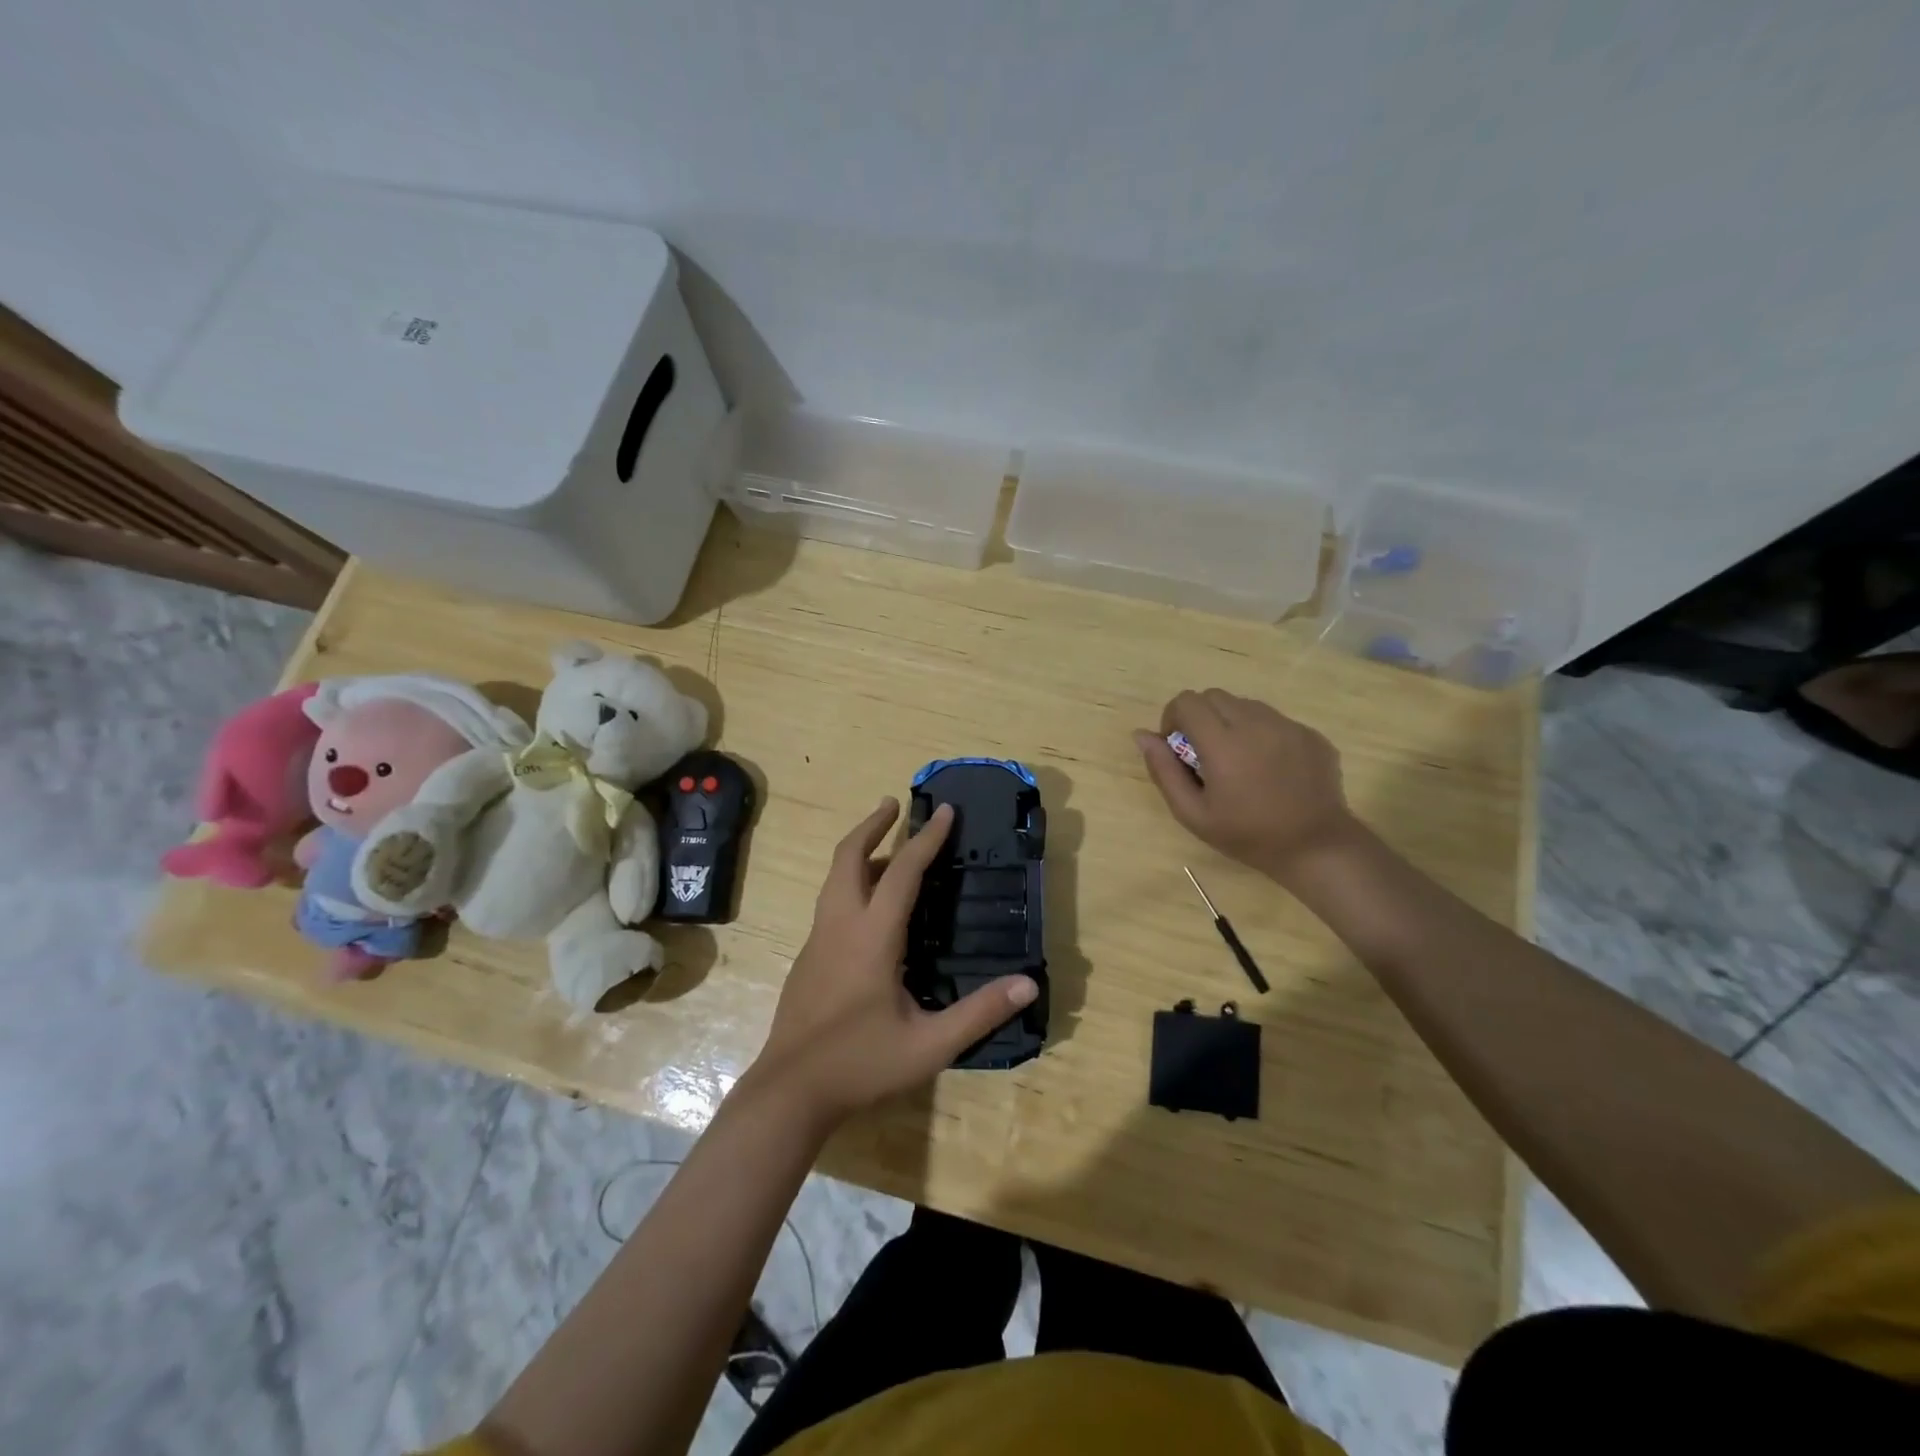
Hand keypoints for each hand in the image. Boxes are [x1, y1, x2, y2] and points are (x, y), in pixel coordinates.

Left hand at [747, 798, 1038, 1128]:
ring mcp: (817, 940)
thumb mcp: (929, 1044)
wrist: (790, 1091)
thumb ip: (980, 1013)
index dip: (926, 839)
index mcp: (872, 936)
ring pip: (834, 878)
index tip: (944, 811)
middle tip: (894, 804)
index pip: (902, 872)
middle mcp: (840, 926)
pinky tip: (868, 905)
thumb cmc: (861, 1064)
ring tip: (885, 845)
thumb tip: (1028, 983)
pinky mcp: (808, 958)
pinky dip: (850, 882)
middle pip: (849, 857)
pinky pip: (831, 902)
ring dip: (859, 851)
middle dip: (872, 825)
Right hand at [1135, 689, 1355, 880]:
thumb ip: (1163, 771)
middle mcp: (1255, 724)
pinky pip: (1275, 720)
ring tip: (1239, 761)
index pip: (1187, 702)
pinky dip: (1262, 734)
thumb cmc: (1247, 835)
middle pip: (1214, 696)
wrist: (1315, 847)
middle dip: (1201, 717)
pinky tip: (1269, 769)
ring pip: (1245, 705)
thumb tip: (1142, 735)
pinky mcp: (1310, 734)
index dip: (1174, 718)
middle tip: (1206, 754)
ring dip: (1231, 723)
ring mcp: (1287, 726)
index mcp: (1222, 743)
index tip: (1179, 747)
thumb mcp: (1192, 814)